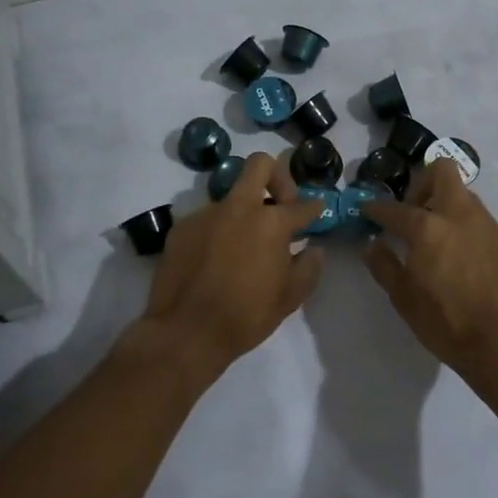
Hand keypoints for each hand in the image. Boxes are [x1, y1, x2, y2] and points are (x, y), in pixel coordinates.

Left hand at [140, 152, 325, 377]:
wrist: (185, 332)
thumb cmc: (245, 316)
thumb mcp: (289, 298)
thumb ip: (309, 267)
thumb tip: (314, 248)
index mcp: (271, 222)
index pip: (301, 205)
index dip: (313, 207)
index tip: (316, 211)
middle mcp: (239, 207)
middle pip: (260, 164)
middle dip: (276, 177)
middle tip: (279, 204)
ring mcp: (206, 213)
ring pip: (231, 196)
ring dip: (243, 213)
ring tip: (242, 246)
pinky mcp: (182, 226)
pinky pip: (207, 220)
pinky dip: (217, 232)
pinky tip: (214, 259)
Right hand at [363, 158, 497, 376]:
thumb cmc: (446, 323)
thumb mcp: (403, 299)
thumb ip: (384, 265)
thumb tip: (373, 245)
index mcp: (428, 228)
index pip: (395, 208)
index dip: (377, 208)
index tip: (369, 210)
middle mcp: (460, 215)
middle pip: (442, 171)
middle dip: (424, 182)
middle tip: (415, 210)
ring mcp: (489, 225)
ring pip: (465, 197)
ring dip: (448, 207)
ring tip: (440, 239)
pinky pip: (484, 224)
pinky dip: (469, 231)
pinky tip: (466, 261)